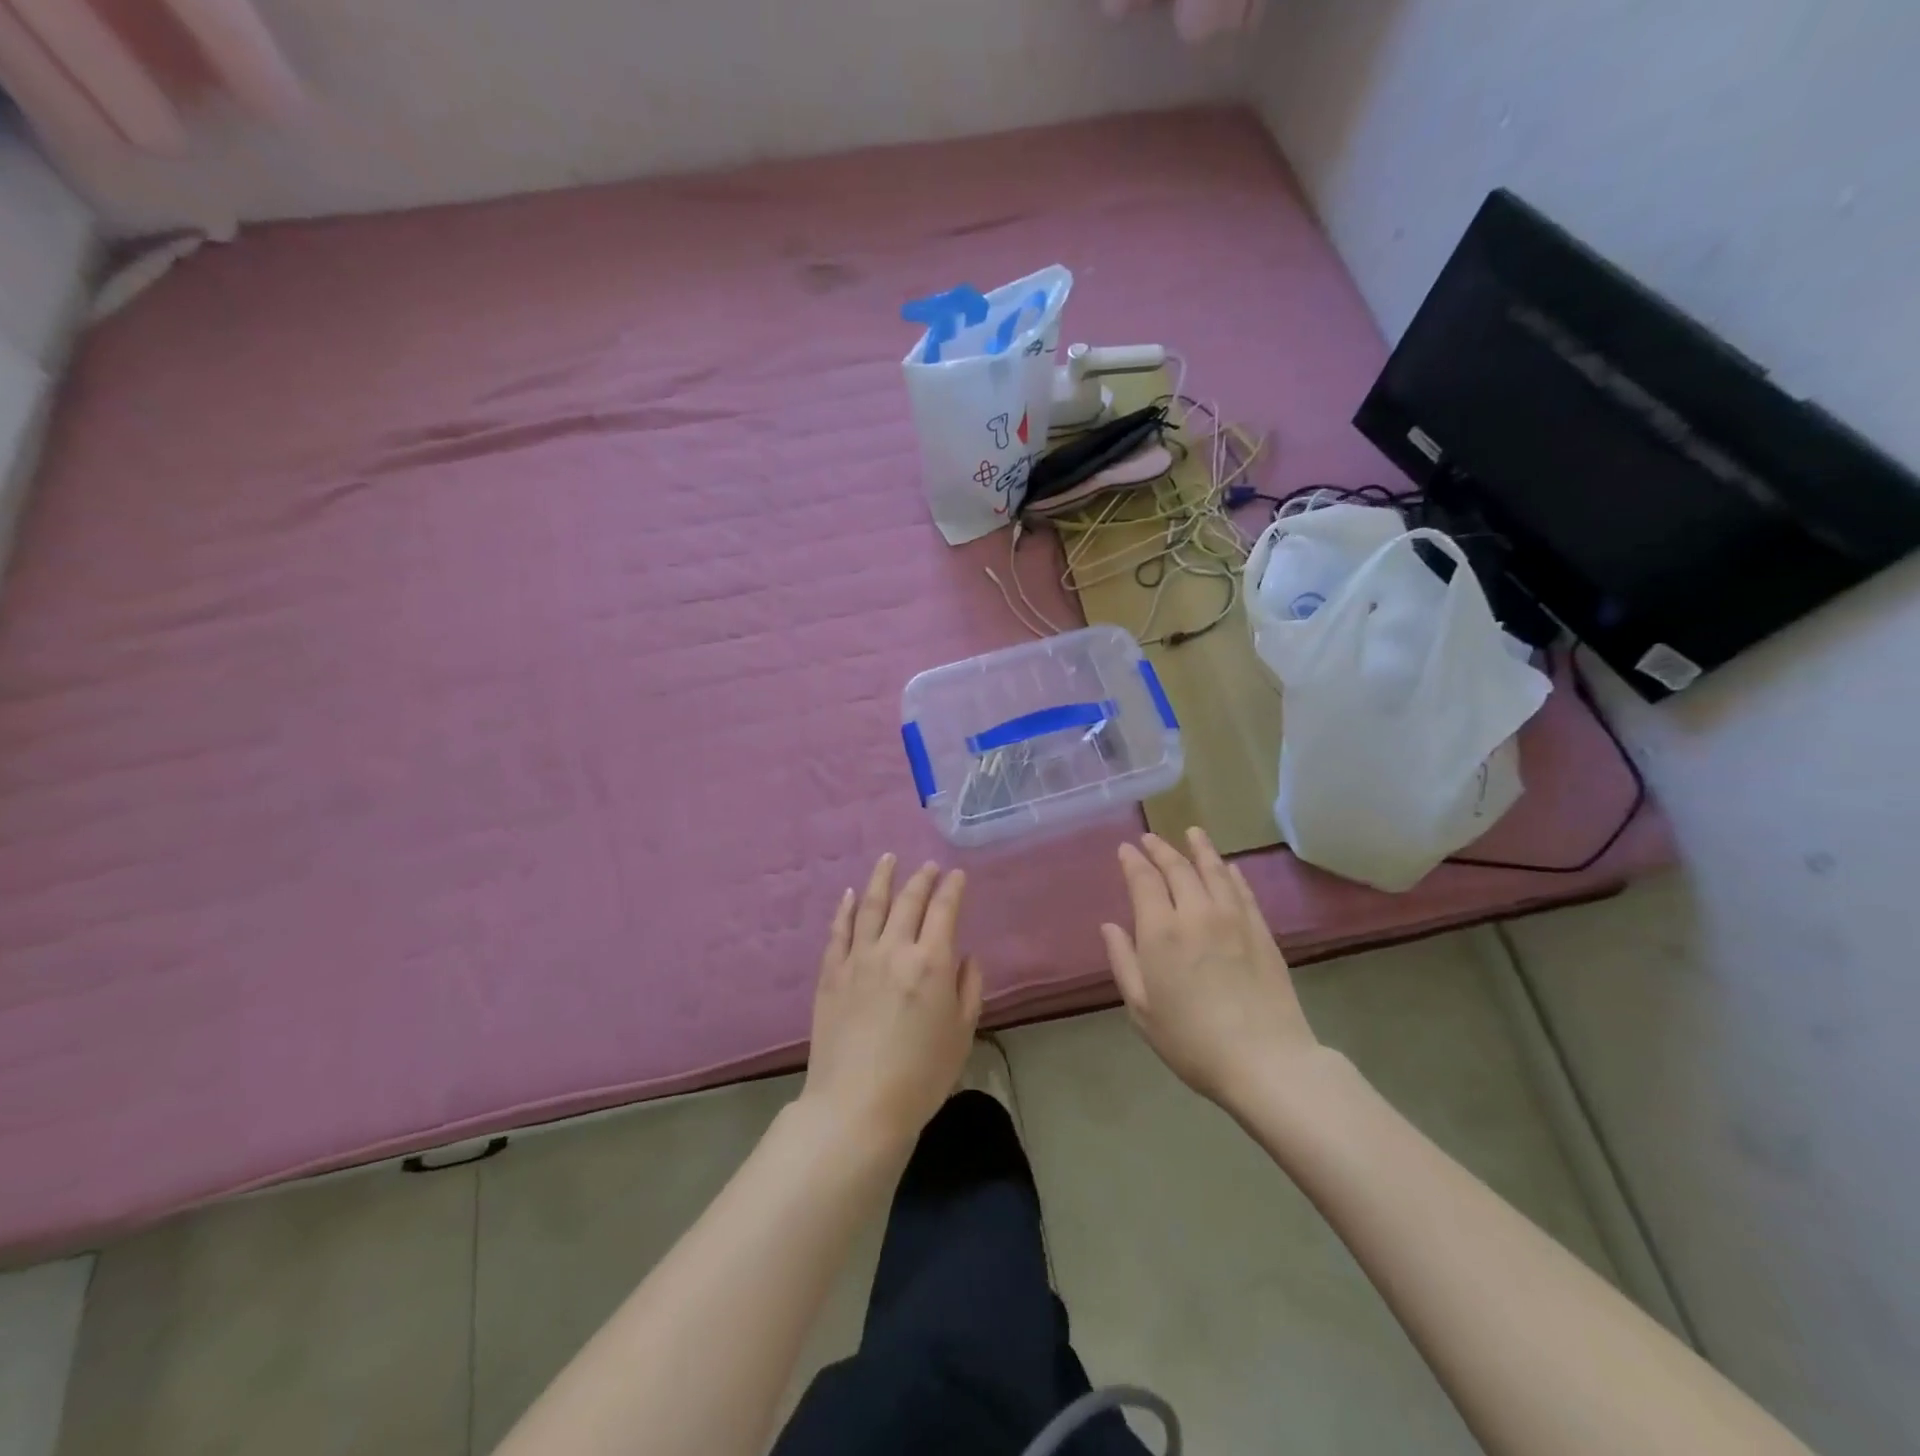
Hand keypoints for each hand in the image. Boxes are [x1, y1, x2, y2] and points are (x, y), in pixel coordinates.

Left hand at [802, 854, 982, 1153]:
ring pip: (870, 905)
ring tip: (888, 859)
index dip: (952, 888)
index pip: (944, 910)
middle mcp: (894, 949)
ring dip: (882, 878)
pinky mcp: (831, 973)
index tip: (957, 874)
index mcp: (932, 962)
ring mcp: (858, 958)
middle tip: (929, 865)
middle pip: (908, 901)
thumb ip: (968, 988)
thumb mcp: (961, 1034)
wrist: (857, 1105)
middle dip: (922, 878)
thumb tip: (965, 957)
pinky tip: (851, 894)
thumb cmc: (920, 1075)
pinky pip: (839, 931)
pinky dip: (846, 908)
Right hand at [1101, 829, 1318, 1106]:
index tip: (1125, 849)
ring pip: (1214, 870)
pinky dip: (1231, 873)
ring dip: (1200, 849)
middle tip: (1150, 838)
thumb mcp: (1142, 1009)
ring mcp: (1234, 918)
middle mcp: (1196, 913)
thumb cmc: (1192, 1040)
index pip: (1144, 880)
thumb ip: (1123, 961)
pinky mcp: (1261, 930)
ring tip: (1192, 833)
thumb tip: (1110, 926)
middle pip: (1178, 868)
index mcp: (1161, 931)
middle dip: (1161, 849)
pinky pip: (1243, 890)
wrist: (1266, 1060)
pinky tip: (1228, 867)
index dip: (1133, 861)